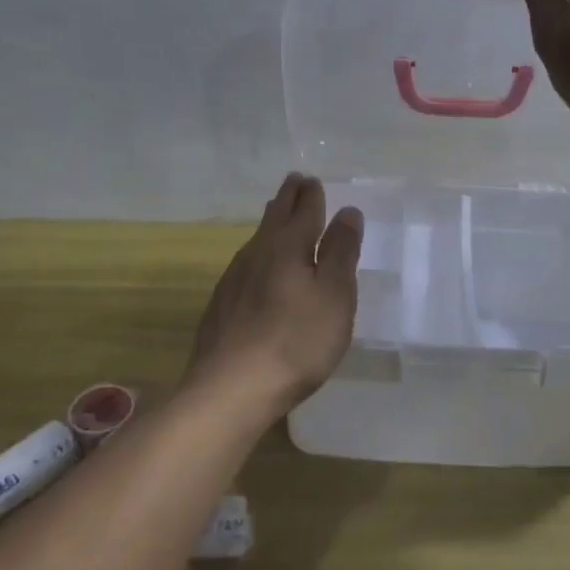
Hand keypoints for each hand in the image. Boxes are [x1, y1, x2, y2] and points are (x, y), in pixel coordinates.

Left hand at [183, 174, 362, 417]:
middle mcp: (257, 253)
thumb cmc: (296, 341)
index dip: (311, 195)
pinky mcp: (222, 306)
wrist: (229, 389)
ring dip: (271, 223)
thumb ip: (341, 252)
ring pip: (257, 239)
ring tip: (278, 214)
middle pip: (275, 217)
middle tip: (295, 182)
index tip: (311, 179)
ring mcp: (234, 279)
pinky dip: (260, 253)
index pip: (303, 210)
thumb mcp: (334, 295)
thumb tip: (347, 211)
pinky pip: (246, 264)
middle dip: (288, 198)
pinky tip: (259, 268)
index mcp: (288, 246)